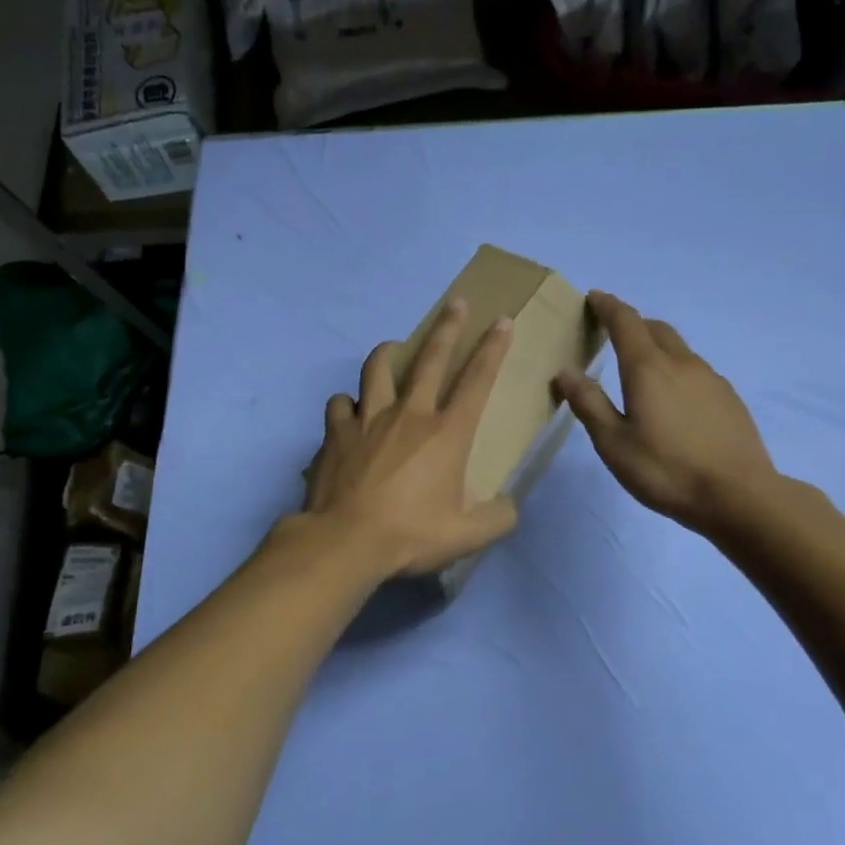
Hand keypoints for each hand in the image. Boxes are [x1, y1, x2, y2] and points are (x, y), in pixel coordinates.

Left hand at [302, 299, 519, 577]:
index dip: (492, 348)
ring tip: (392, 348)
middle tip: (455, 302)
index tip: (501, 321)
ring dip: (387, 354)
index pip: (477, 380)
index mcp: (447, 433)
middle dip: (447, 327)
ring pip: (377, 369)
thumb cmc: (411, 535)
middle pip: (431, 359)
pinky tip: (349, 410)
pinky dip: (347, 403)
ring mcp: (368, 419)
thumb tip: (508, 506)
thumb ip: (497, 518)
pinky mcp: (336, 433)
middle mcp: (409, 414)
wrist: (345, 542)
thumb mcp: (467, 536)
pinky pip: (340, 404)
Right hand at [554, 292, 775, 534]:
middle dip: (632, 323)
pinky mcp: (729, 398)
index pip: (625, 322)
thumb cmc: (665, 470)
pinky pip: (695, 370)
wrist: (738, 495)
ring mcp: (710, 379)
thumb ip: (588, 404)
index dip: (607, 306)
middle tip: (612, 333)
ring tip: (641, 369)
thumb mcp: (613, 443)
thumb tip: (565, 372)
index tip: (594, 297)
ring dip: (656, 346)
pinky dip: (676, 369)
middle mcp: (681, 363)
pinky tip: (673, 399)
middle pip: (655, 328)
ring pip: (678, 349)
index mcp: (648, 368)